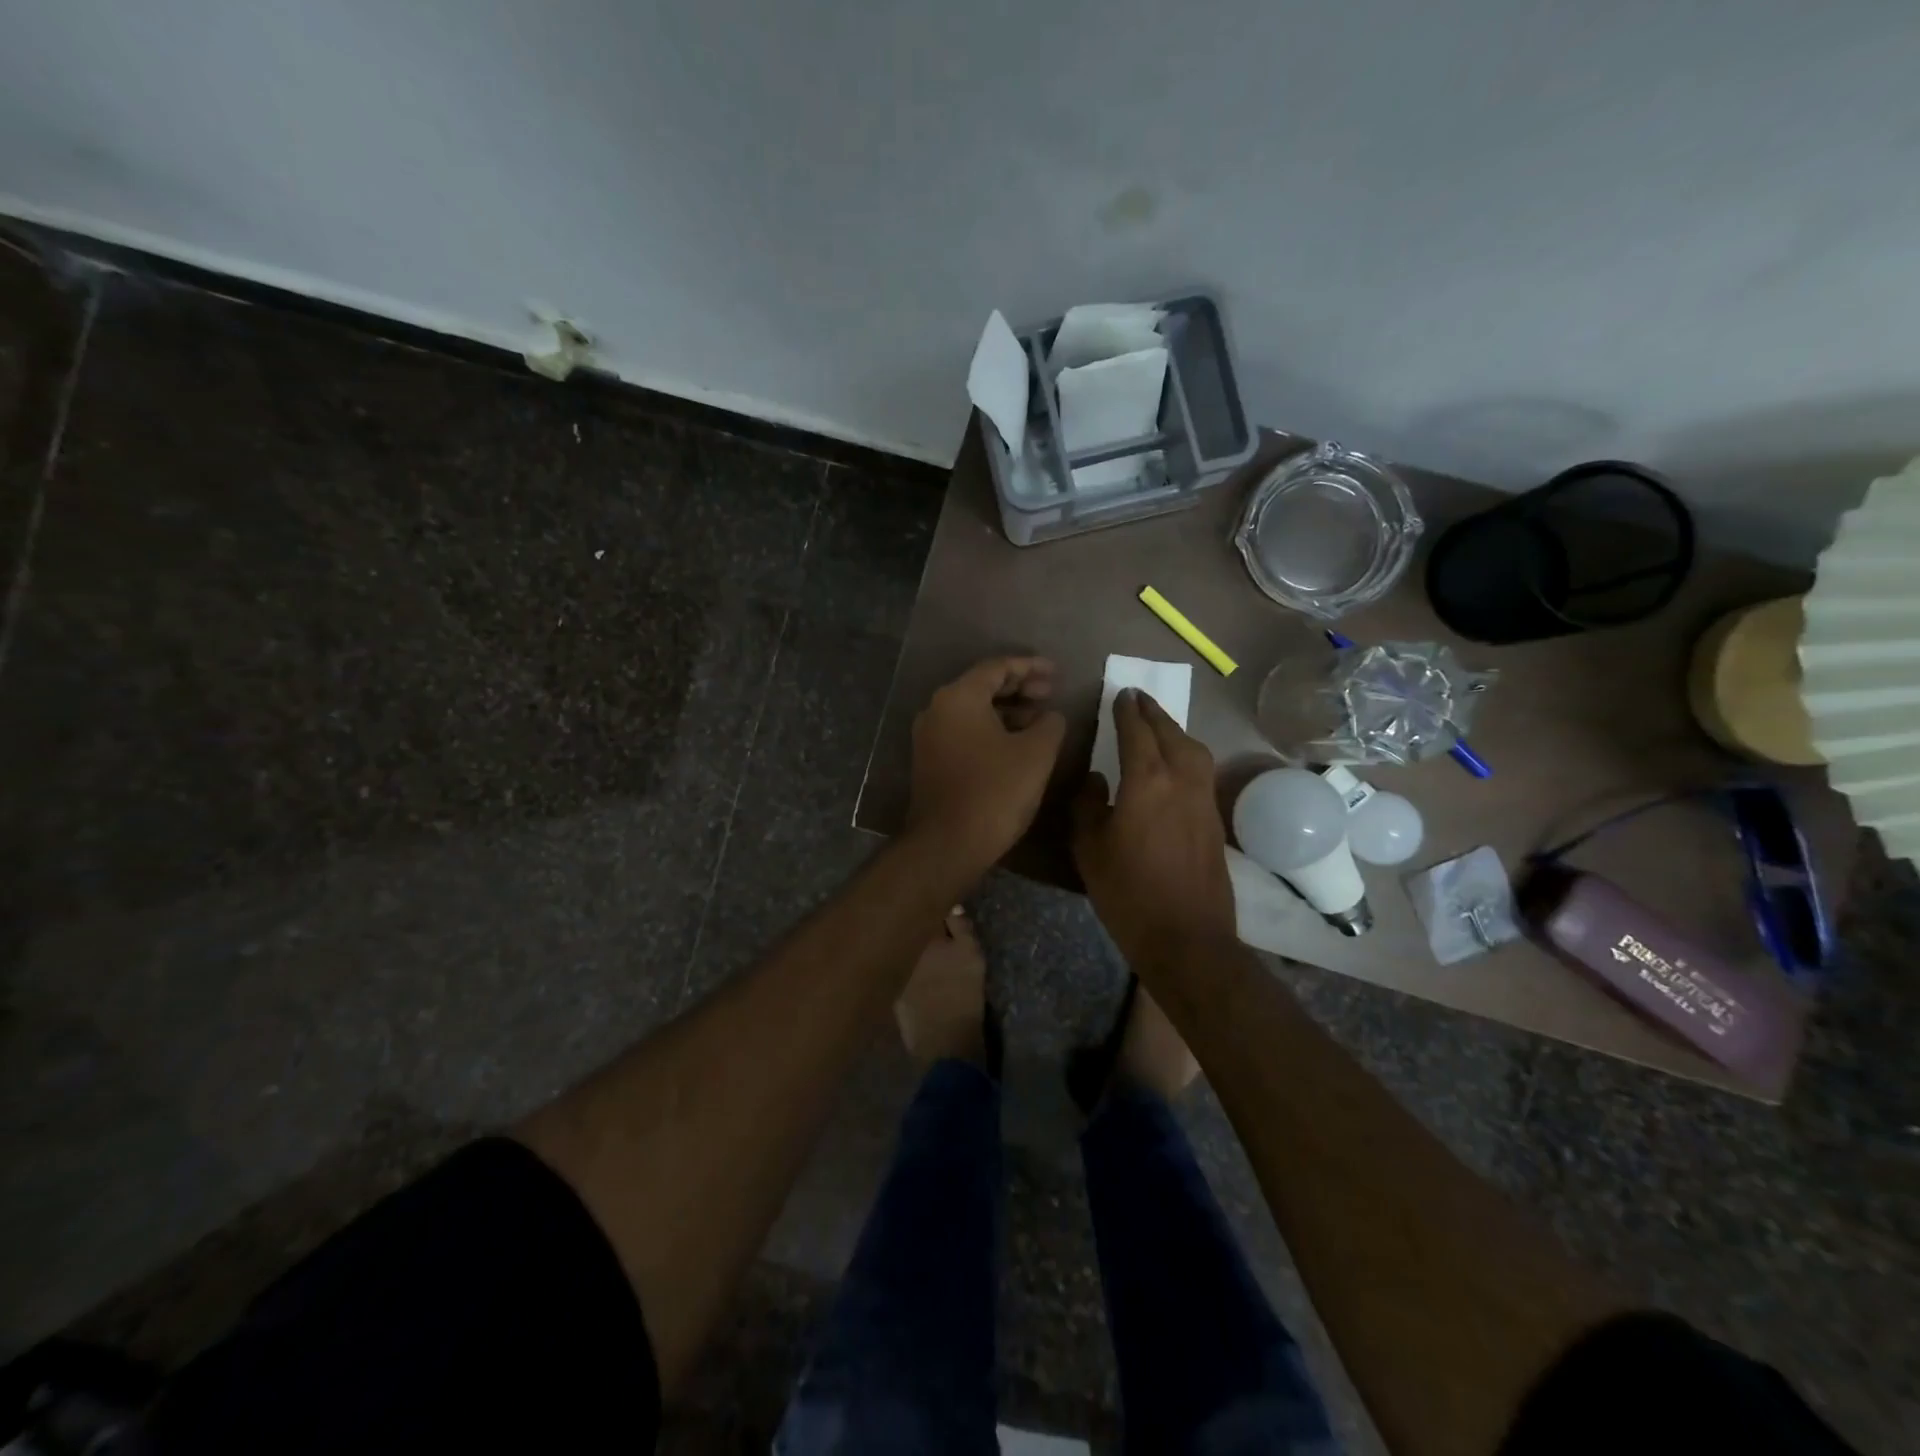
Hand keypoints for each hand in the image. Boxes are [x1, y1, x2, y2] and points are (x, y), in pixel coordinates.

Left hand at [907, 657, 1065, 872]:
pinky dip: (992, 729)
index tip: (1057, 672)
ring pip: (973, 710)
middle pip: (982, 686)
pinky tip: (1017, 743)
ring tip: (1041, 719)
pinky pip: (965, 731)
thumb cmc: (995, 791)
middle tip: (1051, 693)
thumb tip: (1051, 716)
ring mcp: (930, 736)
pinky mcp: (931, 761)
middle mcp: (937, 709)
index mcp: (959, 697)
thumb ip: (1050, 724)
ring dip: (1007, 710)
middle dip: (1019, 687)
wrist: (948, 843)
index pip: (997, 667)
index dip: (1030, 667)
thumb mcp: (1036, 753)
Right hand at [1072, 688, 1236, 970]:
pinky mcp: (1215, 820)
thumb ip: (1088, 805)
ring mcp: (1204, 800)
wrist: (1187, 937)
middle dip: (1153, 713)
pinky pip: (1201, 770)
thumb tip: (1096, 779)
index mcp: (1147, 781)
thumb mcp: (1089, 848)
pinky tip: (1175, 765)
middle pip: (1170, 733)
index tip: (1121, 693)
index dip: (1128, 710)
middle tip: (1139, 699)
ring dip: (1174, 731)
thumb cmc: (1128, 892)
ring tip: (1158, 726)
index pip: (1137, 731)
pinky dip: (1187, 754)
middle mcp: (1182, 780)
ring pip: (1193, 749)